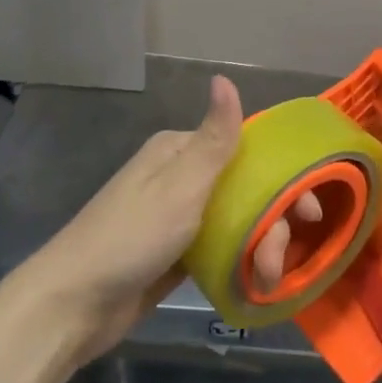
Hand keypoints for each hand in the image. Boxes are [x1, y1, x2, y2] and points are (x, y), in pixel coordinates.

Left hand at [17, 75, 317, 361]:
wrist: (72, 306)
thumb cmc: (132, 236)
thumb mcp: (182, 184)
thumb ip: (214, 137)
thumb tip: (224, 77)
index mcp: (181, 151)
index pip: (247, 151)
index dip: (283, 178)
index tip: (309, 211)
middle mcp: (181, 177)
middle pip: (246, 190)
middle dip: (271, 224)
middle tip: (277, 260)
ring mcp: (178, 217)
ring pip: (236, 222)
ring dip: (258, 248)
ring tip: (265, 279)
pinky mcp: (174, 255)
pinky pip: (219, 249)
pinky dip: (238, 262)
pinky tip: (255, 282)